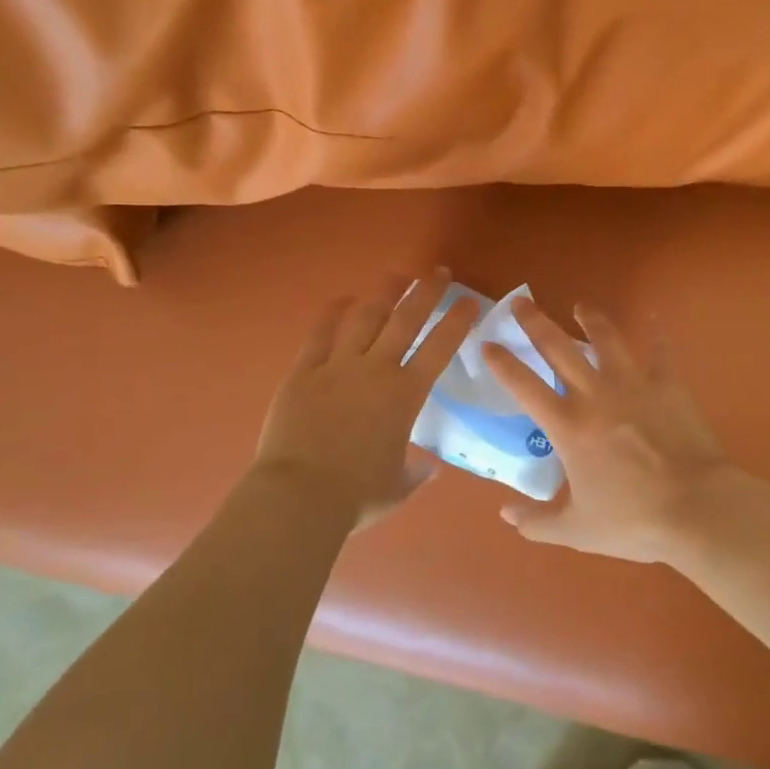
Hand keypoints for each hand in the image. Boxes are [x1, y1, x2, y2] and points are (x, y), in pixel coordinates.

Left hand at [252, 270, 478, 529]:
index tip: (470, 301)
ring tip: (397, 275)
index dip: (457, 321)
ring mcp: (337, 366)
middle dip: (425, 292)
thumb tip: (429, 466)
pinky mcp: (304, 371)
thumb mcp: (398, 487)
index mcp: (405, 395)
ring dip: (384, 293)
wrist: (299, 496)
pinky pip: (320, 333)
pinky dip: (332, 313)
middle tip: (438, 272)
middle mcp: (376, 370)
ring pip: (365, 317)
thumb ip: (416, 472)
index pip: (440, 348)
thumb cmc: (356, 496)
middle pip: (405, 320)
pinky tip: (342, 299)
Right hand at [482, 300, 737, 563]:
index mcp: (568, 427)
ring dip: (591, 319)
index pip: (524, 386)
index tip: (487, 343)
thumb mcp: (576, 531)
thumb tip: (505, 514)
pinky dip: (656, 333)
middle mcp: (595, 395)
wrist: (696, 508)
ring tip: (581, 305)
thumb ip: (536, 523)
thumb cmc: (633, 520)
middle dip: (535, 323)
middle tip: (521, 301)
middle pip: (558, 349)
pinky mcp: (668, 386)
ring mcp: (633, 385)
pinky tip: (654, 317)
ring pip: (606, 340)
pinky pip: (660, 352)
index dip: (502, 363)